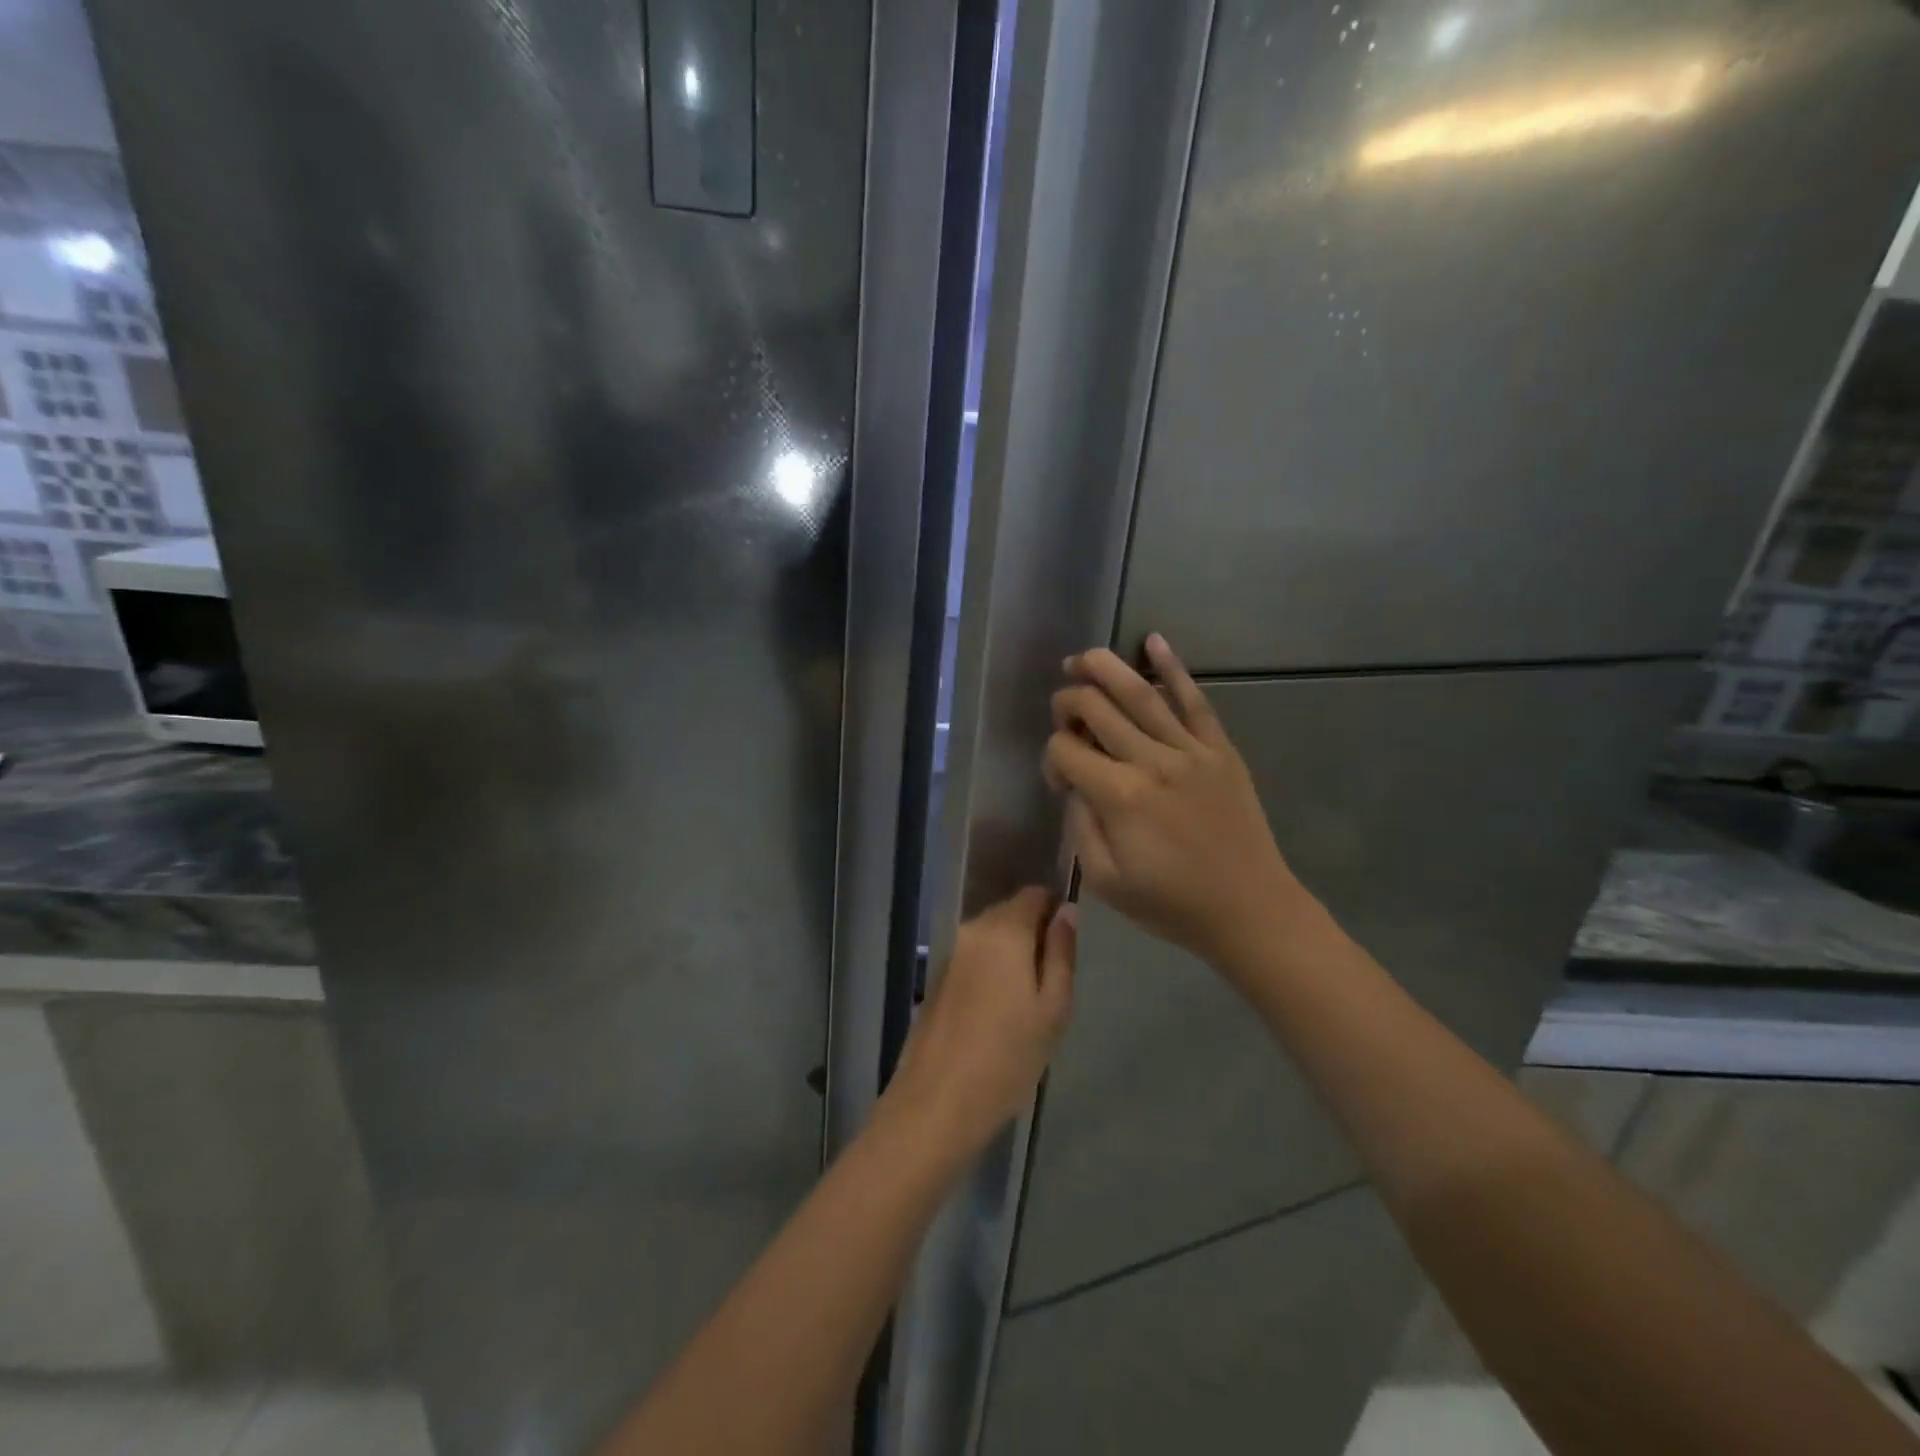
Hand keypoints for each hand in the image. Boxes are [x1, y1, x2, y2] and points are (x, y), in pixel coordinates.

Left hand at [882, 888, 1075, 1159]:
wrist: (937, 1102)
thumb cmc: (1008, 1056)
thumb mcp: (1053, 1008)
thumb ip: (1062, 952)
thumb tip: (1067, 911)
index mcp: (1003, 930)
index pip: (1033, 894)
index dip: (1055, 909)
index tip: (1068, 946)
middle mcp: (972, 930)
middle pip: (1011, 913)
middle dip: (1034, 934)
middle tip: (1052, 982)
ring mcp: (951, 954)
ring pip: (992, 937)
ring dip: (1012, 955)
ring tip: (1028, 1002)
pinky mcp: (938, 978)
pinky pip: (975, 958)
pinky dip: (991, 970)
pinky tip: (998, 1012)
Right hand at [1044, 634, 1319, 975]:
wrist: (1250, 909)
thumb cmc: (1172, 904)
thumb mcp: (1105, 881)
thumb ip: (1080, 825)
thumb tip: (1076, 786)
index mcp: (1119, 796)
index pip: (1065, 750)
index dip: (1051, 759)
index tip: (1061, 782)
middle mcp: (1151, 760)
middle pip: (1095, 708)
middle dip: (1067, 702)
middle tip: (1061, 713)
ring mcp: (1189, 749)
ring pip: (1139, 693)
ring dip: (1104, 668)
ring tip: (1081, 659)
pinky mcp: (1219, 749)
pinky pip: (1194, 699)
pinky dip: (1172, 667)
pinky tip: (1152, 641)